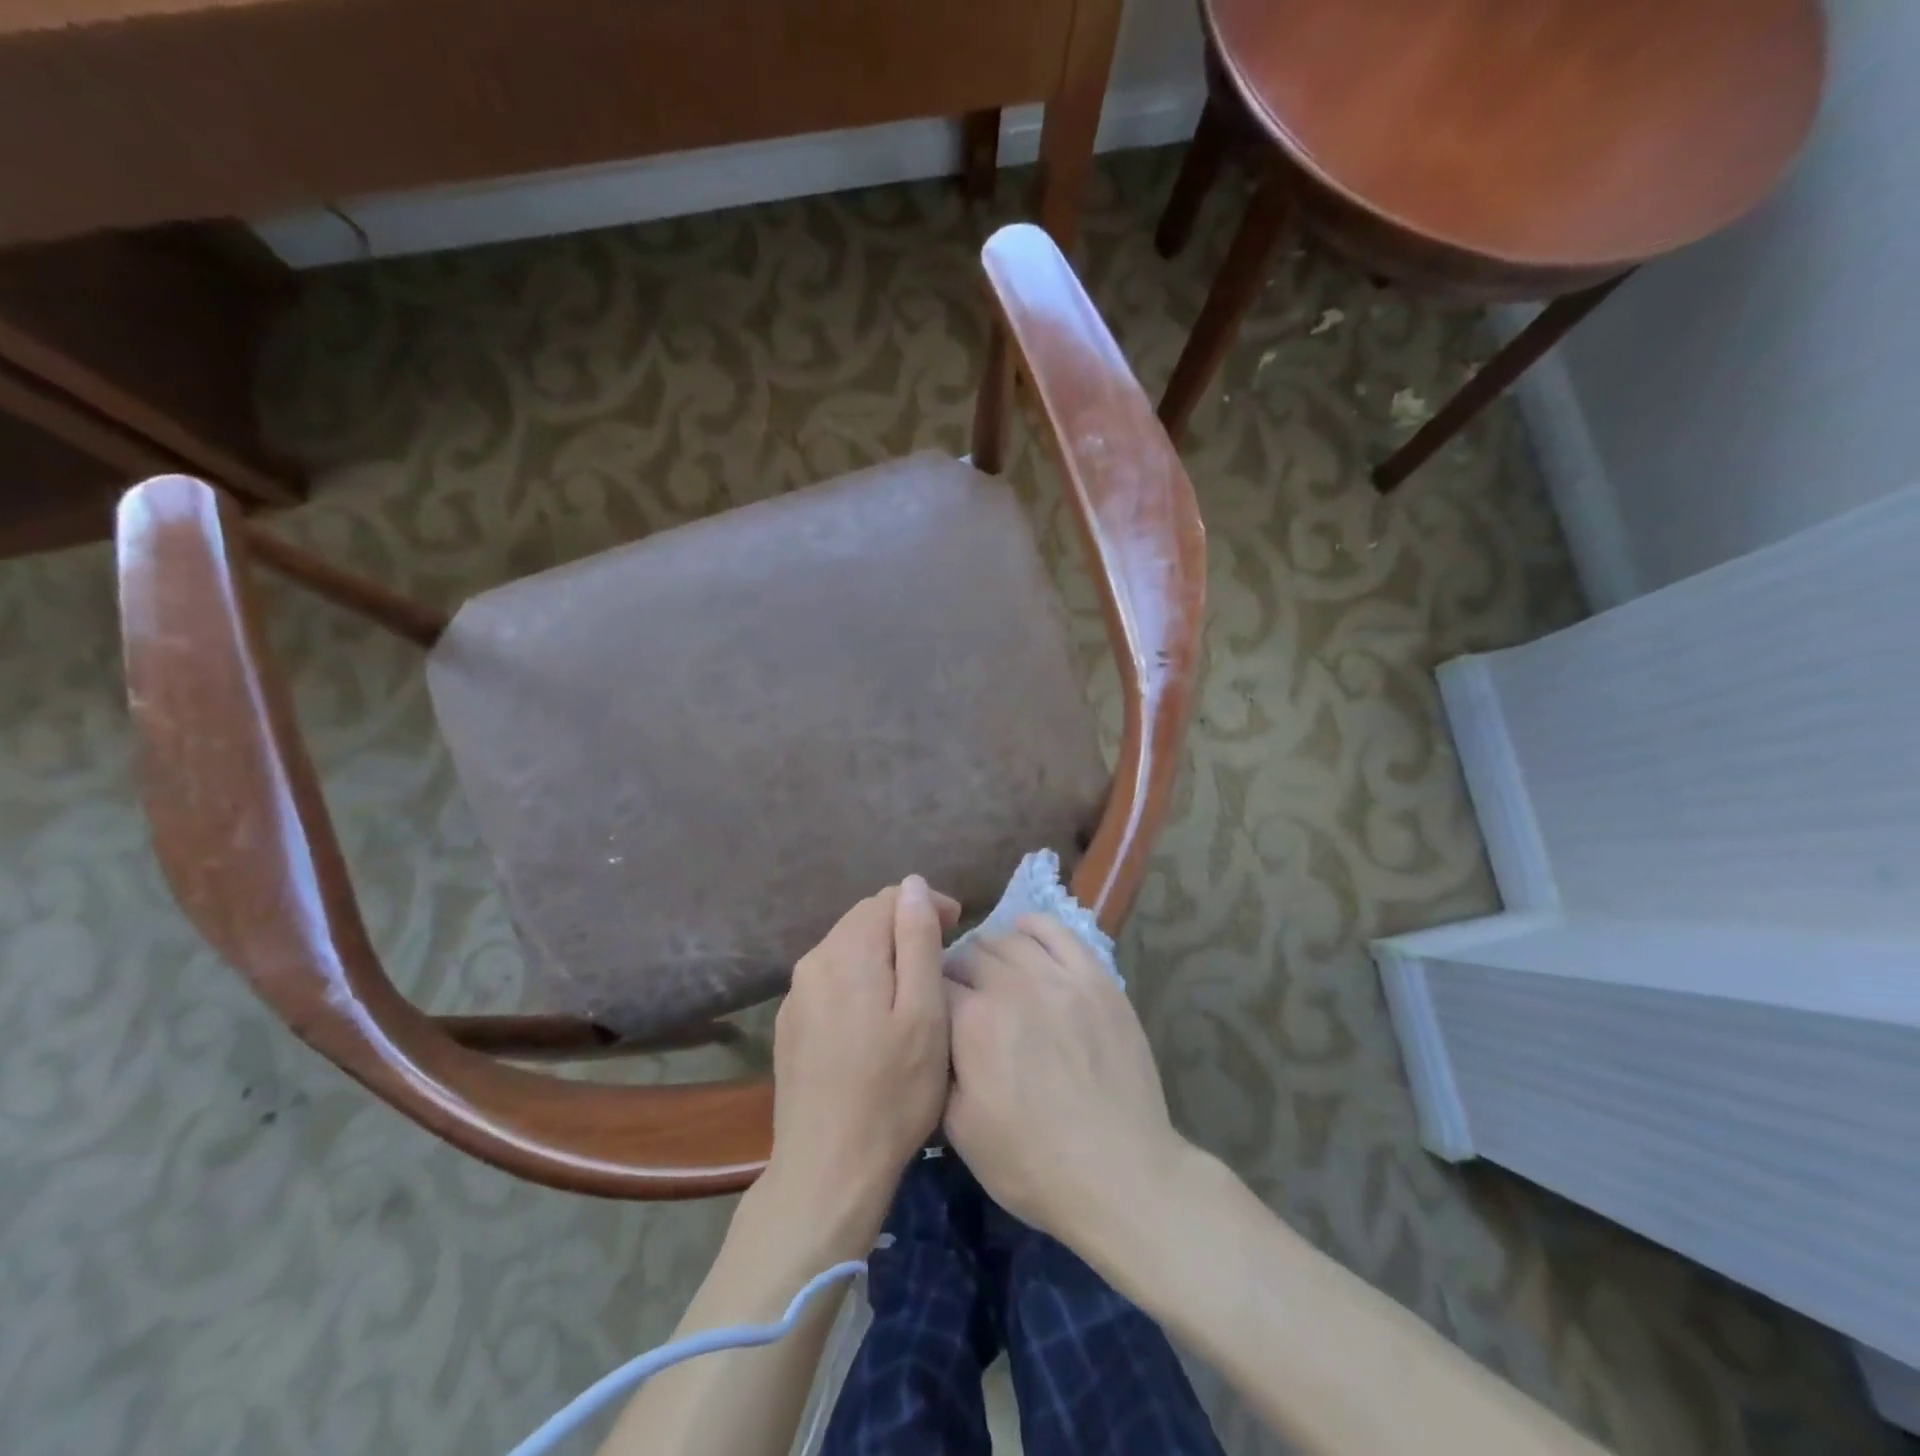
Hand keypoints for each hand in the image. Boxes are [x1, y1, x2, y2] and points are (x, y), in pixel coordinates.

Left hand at [766, 876, 959, 1234]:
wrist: (828, 1168)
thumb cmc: (892, 1090)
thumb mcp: (924, 1012)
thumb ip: (918, 940)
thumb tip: (912, 885)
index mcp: (848, 951)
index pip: (889, 898)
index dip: (926, 904)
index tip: (957, 927)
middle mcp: (814, 961)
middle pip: (864, 919)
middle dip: (904, 925)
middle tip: (941, 955)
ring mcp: (796, 995)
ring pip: (847, 948)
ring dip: (882, 952)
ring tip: (914, 984)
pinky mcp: (790, 1024)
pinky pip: (830, 979)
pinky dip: (860, 979)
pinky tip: (876, 1014)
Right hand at [944, 915, 1187, 1250]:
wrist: (1120, 1174)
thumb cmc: (1033, 1163)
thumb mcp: (959, 1130)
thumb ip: (937, 1068)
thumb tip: (932, 1033)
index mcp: (972, 1023)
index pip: (932, 982)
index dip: (927, 997)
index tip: (931, 1014)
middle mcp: (1012, 986)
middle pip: (968, 953)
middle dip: (956, 973)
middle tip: (963, 1001)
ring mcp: (1058, 976)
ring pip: (1008, 938)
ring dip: (991, 952)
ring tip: (995, 976)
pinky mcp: (1096, 977)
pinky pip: (1056, 931)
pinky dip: (1033, 928)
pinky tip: (1026, 939)